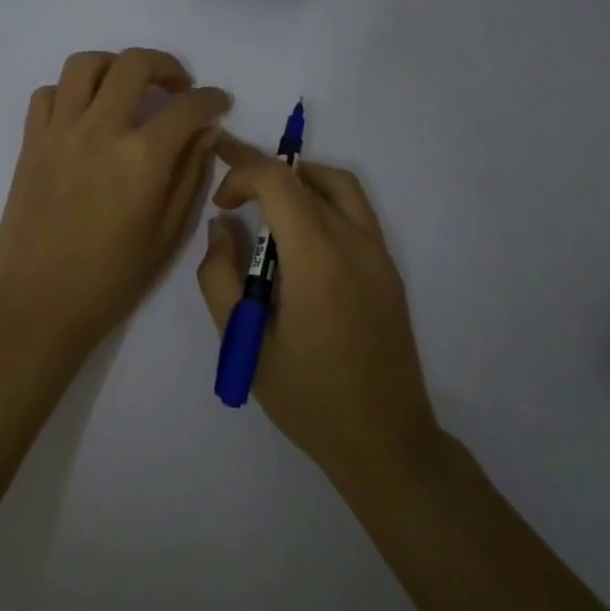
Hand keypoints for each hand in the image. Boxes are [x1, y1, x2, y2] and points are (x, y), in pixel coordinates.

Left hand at [0, 49, 230, 360]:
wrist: (36, 306)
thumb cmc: (110, 280)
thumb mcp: (167, 235)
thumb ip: (190, 176)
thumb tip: (205, 133)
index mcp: (142, 158)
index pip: (187, 107)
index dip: (211, 99)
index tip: (219, 104)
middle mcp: (100, 130)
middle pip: (133, 64)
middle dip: (166, 65)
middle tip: (177, 87)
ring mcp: (59, 132)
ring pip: (84, 64)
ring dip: (114, 66)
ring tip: (128, 89)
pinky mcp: (31, 142)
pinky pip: (48, 93)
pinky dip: (70, 92)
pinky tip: (85, 116)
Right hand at [196, 134, 439, 487]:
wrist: (385, 439)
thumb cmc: (308, 397)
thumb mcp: (244, 342)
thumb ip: (220, 277)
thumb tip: (222, 227)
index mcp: (318, 260)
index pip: (278, 182)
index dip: (242, 175)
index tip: (221, 204)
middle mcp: (355, 243)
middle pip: (306, 178)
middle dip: (262, 171)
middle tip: (230, 187)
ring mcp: (379, 253)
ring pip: (338, 185)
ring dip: (298, 179)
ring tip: (265, 200)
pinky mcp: (388, 268)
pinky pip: (355, 210)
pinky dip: (322, 199)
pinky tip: (299, 234)